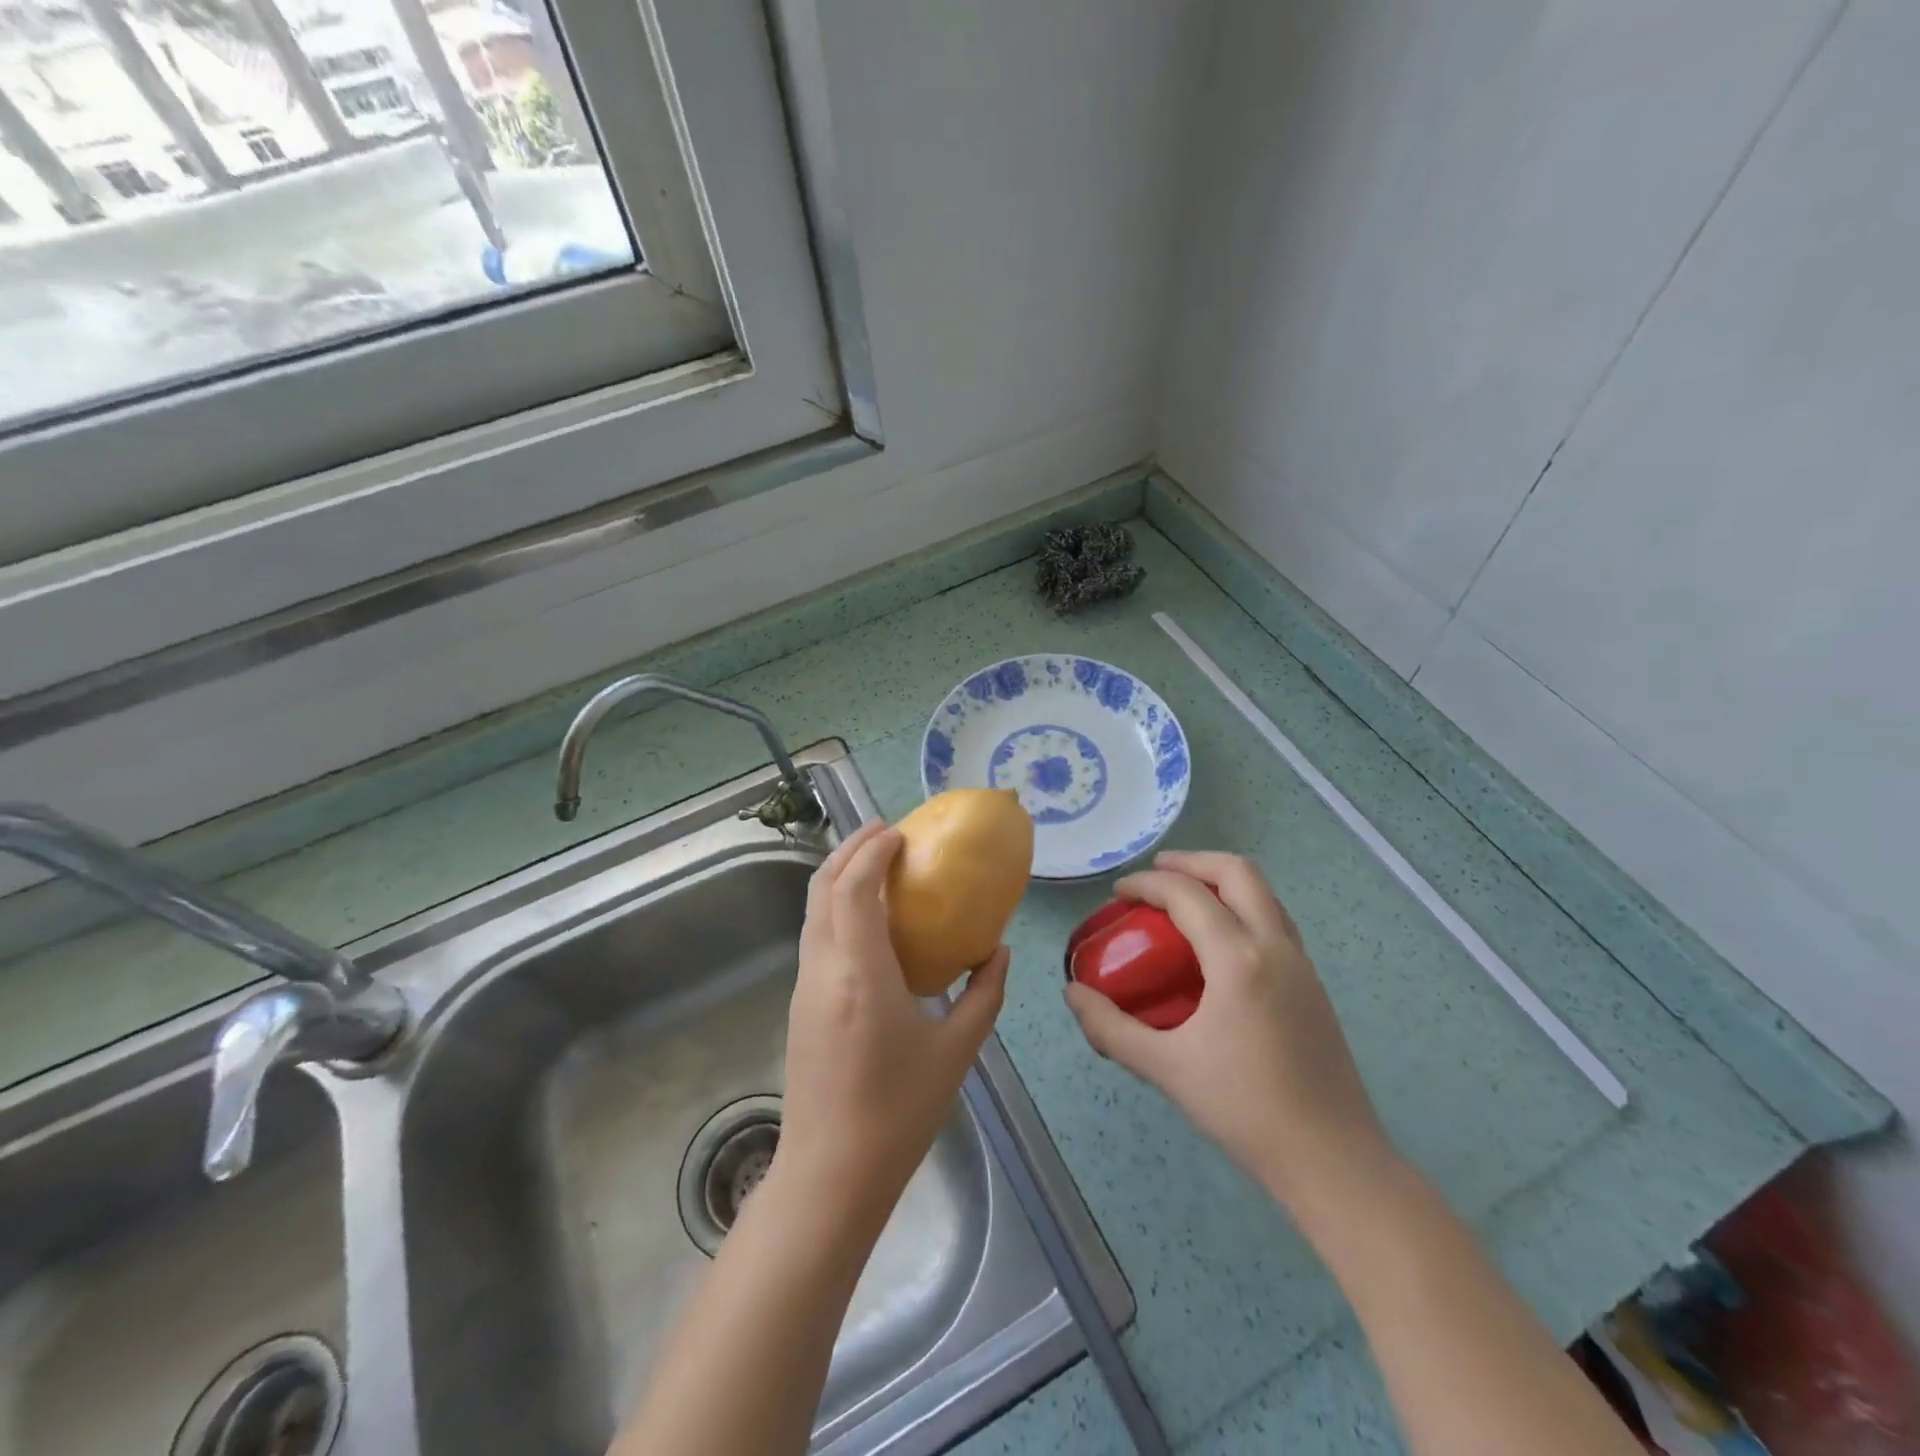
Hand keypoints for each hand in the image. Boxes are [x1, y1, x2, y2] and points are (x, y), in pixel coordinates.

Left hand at [775, 819, 1008, 1226]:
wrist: (831, 1175)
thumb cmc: (899, 1111)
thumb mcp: (957, 1050)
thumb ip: (984, 994)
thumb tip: (999, 952)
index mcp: (860, 972)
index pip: (854, 887)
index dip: (873, 850)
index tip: (901, 833)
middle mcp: (823, 968)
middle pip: (822, 886)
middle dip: (850, 849)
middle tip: (886, 833)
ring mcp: (804, 986)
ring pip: (813, 909)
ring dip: (840, 875)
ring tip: (878, 865)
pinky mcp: (800, 1004)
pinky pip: (815, 934)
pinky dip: (836, 906)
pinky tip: (869, 920)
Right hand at [1064, 850, 1393, 1213]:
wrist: (1333, 1160)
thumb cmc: (1244, 1110)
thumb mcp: (1166, 1069)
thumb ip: (1111, 1028)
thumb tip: (1072, 994)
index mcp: (1238, 959)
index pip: (1187, 894)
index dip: (1147, 884)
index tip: (1119, 893)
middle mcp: (1275, 946)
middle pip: (1238, 872)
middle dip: (1193, 861)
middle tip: (1156, 873)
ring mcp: (1301, 963)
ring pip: (1264, 893)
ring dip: (1222, 882)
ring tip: (1185, 900)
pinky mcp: (1313, 985)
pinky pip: (1274, 921)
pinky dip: (1242, 908)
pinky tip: (1219, 945)